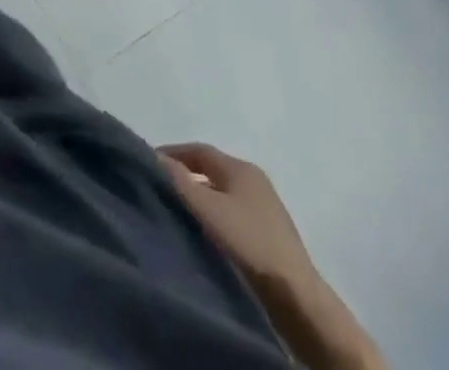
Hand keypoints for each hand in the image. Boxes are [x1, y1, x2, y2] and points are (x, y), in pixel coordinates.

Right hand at [158, 143, 316, 295]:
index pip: (198, 149)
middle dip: (185, 177)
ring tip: (178, 213)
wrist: (298, 300)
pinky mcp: (272, 237)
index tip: (149, 164)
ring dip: (200, 199)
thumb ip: (177, 179)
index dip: (172, 153)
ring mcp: (267, 210)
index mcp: (241, 167)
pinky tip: (204, 234)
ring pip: (222, 195)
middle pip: (211, 171)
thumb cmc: (248, 242)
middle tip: (161, 188)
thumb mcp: (205, 207)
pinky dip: (215, 218)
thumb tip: (154, 156)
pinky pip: (233, 216)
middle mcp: (255, 182)